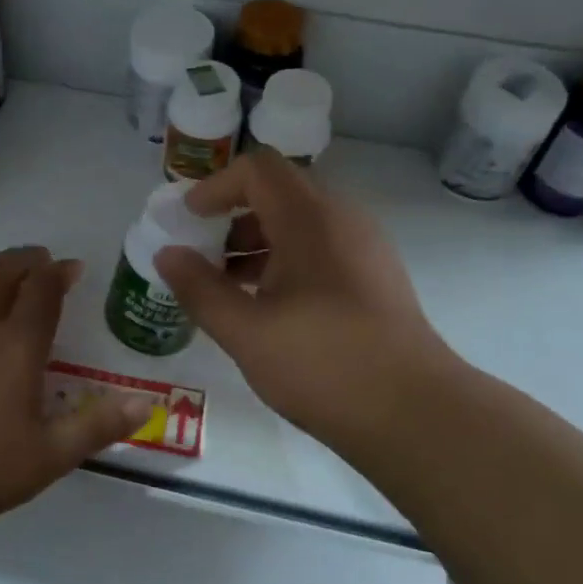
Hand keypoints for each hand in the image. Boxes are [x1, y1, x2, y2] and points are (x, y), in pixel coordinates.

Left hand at [0, 245, 155, 532]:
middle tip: (40, 260)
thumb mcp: (47, 458)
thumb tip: (145, 402)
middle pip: (4, 272)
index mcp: (17, 347)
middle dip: (26, 260)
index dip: (58, 274)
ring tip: (1, 269)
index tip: (70, 268)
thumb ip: (97, 427)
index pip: (42, 292)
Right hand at [153, 149, 464, 448]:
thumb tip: (167, 254)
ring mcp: (366, 248)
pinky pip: (322, 249)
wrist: (415, 414)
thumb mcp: (245, 331)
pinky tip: (268, 307)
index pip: (257, 169)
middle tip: (202, 253)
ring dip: (258, 243)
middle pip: (279, 193)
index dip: (216, 186)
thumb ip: (199, 288)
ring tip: (227, 286)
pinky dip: (286, 261)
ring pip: (301, 224)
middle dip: (233, 217)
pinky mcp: (376, 277)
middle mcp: (343, 220)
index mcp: (310, 219)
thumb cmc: (323, 364)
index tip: (189, 219)